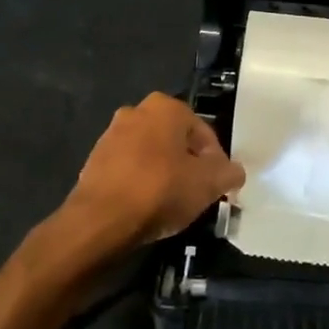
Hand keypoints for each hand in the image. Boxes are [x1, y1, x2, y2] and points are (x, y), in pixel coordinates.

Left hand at [62, 93, 244, 252]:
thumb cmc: (160, 191)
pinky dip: (140, 182)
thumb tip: (234, 172)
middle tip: (195, 193)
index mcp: (166, 107)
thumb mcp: (209, 184)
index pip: (204, 133)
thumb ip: (229, 173)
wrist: (100, 221)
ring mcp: (111, 135)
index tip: (216, 187)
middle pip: (176, 141)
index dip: (216, 162)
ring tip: (170, 203)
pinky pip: (128, 169)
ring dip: (163, 173)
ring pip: (151, 154)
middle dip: (188, 164)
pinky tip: (145, 206)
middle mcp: (137, 111)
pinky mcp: (94, 160)